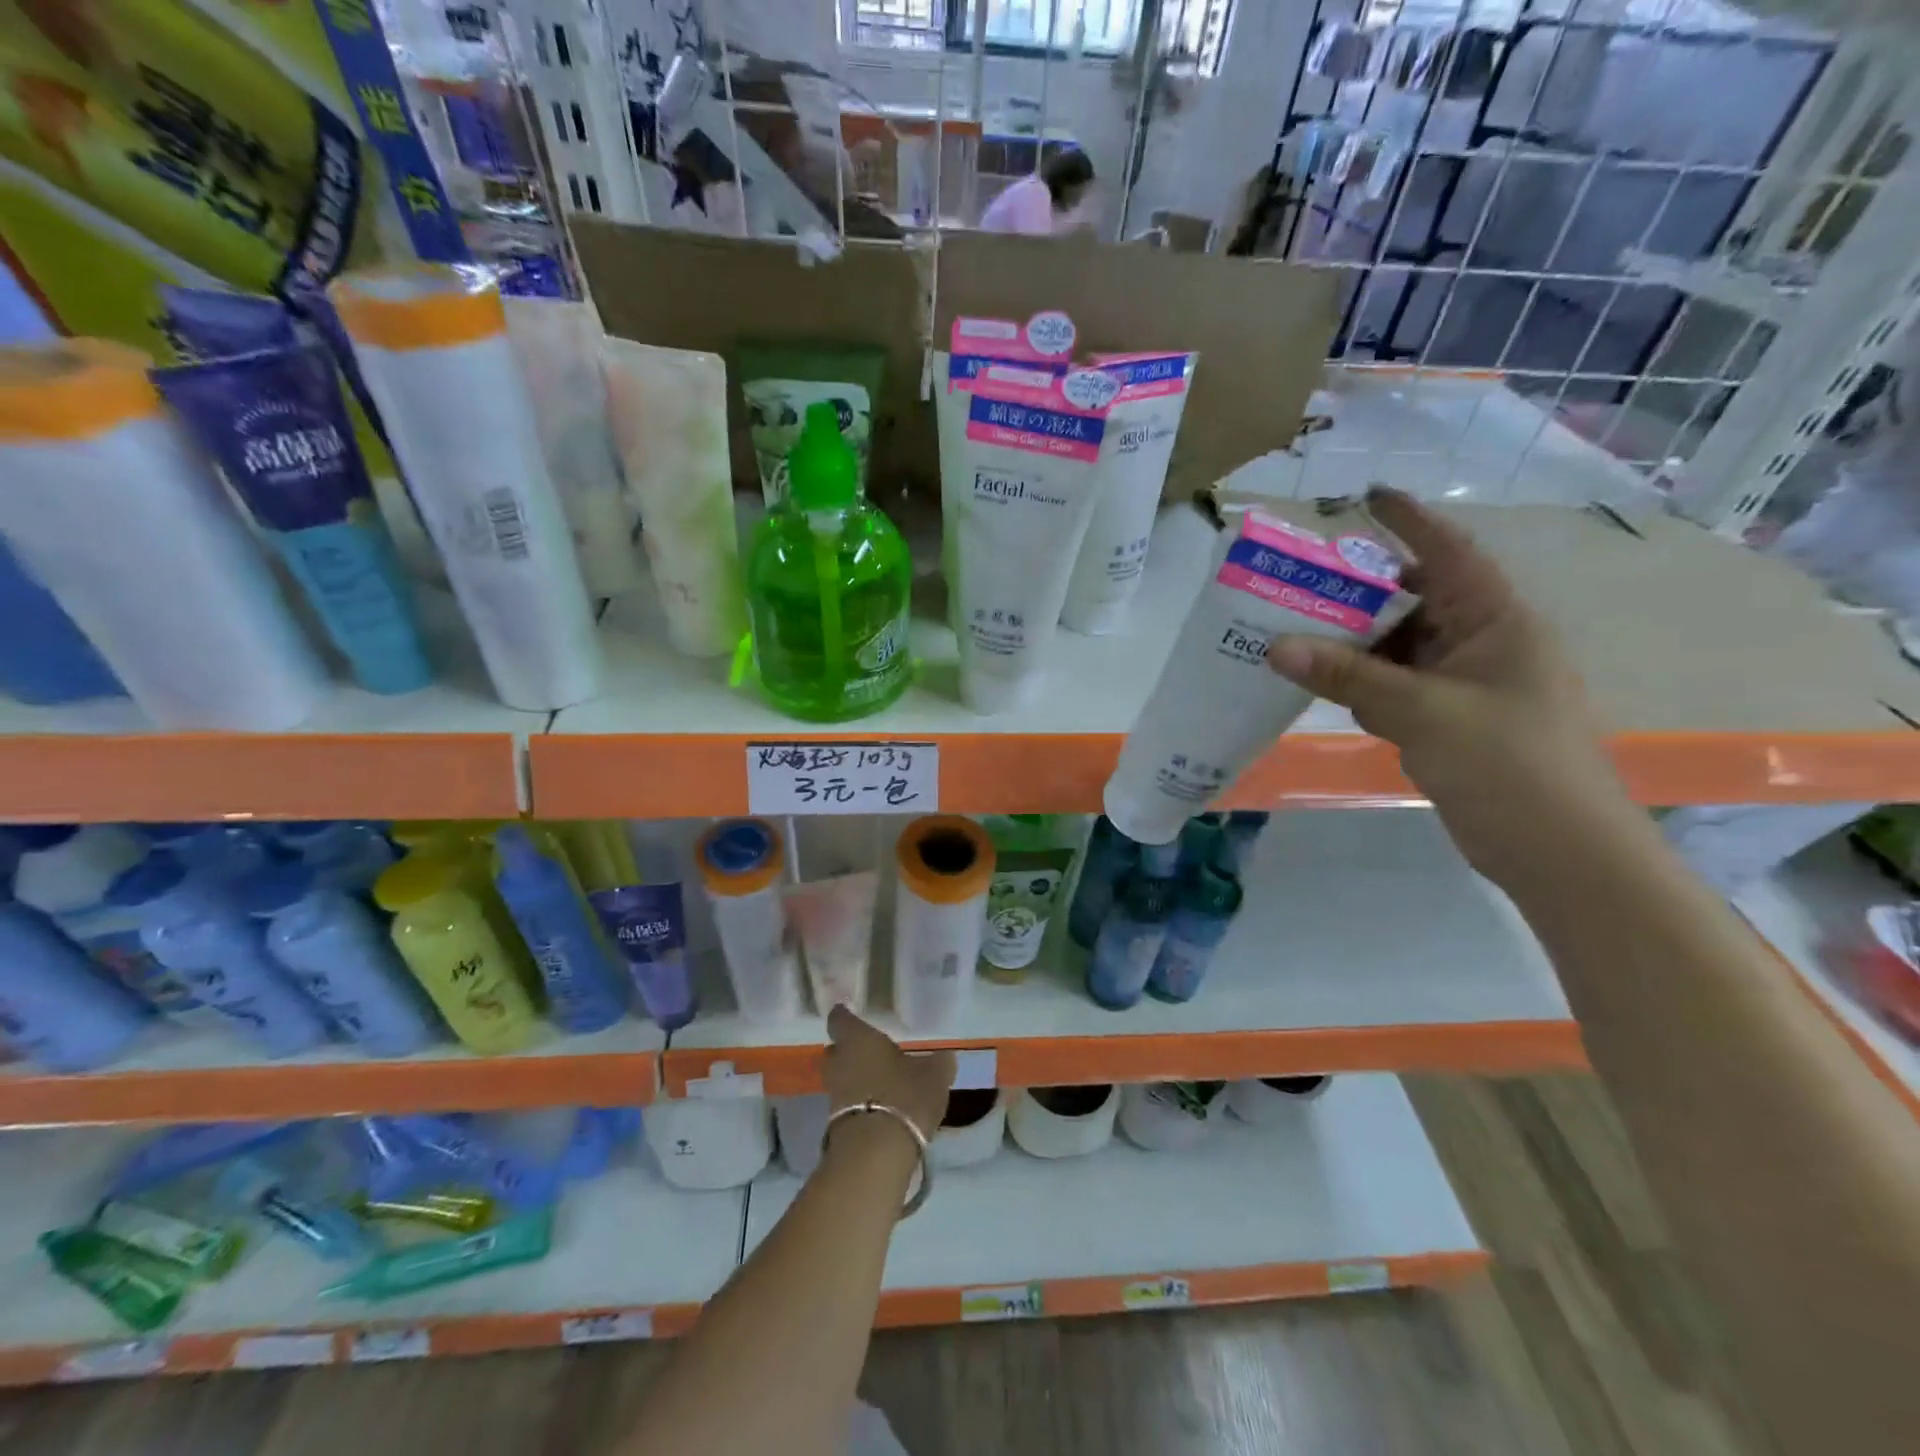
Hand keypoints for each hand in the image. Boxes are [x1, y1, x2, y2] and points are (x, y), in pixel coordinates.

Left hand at [823, 1005, 953, 1140]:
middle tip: (869, 1049)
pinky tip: (880, 1107)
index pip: (839, 1018)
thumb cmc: (904, 1096)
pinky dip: (859, 1102)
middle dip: (848, 1049)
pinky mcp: (835, 1124)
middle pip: (835, 1050)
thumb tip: (944, 1057)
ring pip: (840, 1078)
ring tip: (880, 1080)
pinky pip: (846, 1104)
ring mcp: (834, 1095)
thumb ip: (939, 1062)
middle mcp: (839, 1063)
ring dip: (855, 1078)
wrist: (876, 1153)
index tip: (849, 1011)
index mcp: (857, 1039)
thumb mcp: (934, 1075)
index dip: (844, 1014)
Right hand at [1267, 488, 1625, 885]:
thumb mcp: (1423, 712)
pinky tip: (1322, 685)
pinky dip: (1360, 683)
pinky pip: (1395, 686)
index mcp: (1497, 621)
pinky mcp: (1448, 720)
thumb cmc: (1508, 764)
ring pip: (1398, 648)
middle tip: (1299, 582)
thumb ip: (1349, 677)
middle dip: (1360, 591)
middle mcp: (1482, 642)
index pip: (1449, 553)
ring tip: (1293, 633)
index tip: (1366, 496)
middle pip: (1413, 600)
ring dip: (1352, 643)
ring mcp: (1465, 684)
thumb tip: (1276, 647)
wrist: (1556, 850)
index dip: (1410, 521)